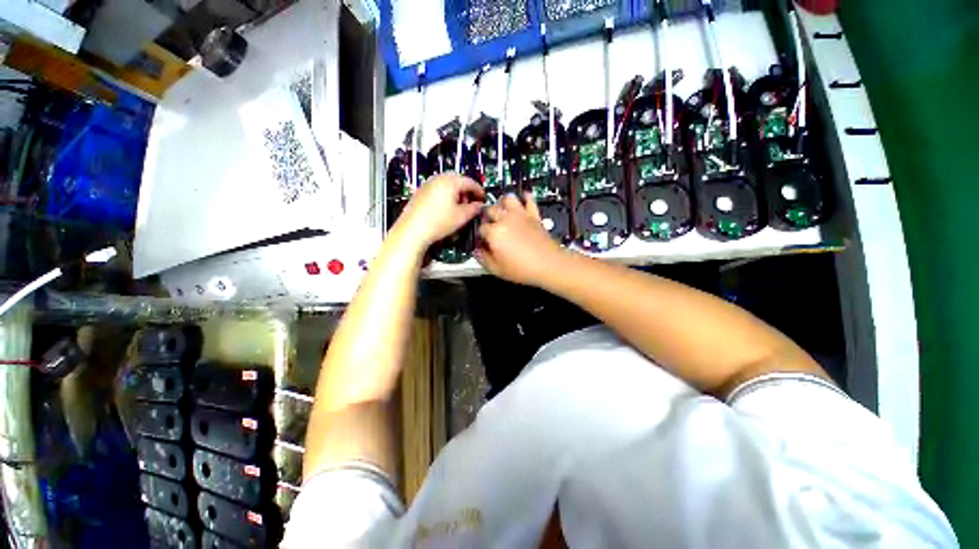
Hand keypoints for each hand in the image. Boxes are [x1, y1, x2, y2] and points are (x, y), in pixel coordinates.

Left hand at [392, 173, 484, 250]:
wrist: (412, 230)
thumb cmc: (436, 223)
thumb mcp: (462, 217)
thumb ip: (474, 209)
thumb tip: (478, 206)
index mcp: (449, 181)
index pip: (469, 181)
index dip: (479, 190)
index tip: (483, 198)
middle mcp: (437, 180)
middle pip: (457, 180)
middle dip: (466, 191)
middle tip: (472, 202)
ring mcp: (427, 186)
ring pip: (446, 185)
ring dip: (456, 193)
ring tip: (460, 208)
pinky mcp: (420, 194)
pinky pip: (437, 190)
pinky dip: (446, 196)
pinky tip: (447, 210)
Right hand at [476, 193, 567, 286]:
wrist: (549, 264)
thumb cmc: (522, 269)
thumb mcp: (497, 270)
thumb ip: (483, 258)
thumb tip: (477, 250)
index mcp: (494, 232)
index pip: (481, 229)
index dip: (481, 236)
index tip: (484, 242)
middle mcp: (505, 219)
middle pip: (490, 210)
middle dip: (487, 217)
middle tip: (491, 227)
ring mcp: (520, 214)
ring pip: (507, 199)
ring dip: (502, 203)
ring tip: (503, 212)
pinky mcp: (533, 214)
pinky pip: (528, 199)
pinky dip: (525, 198)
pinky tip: (522, 201)